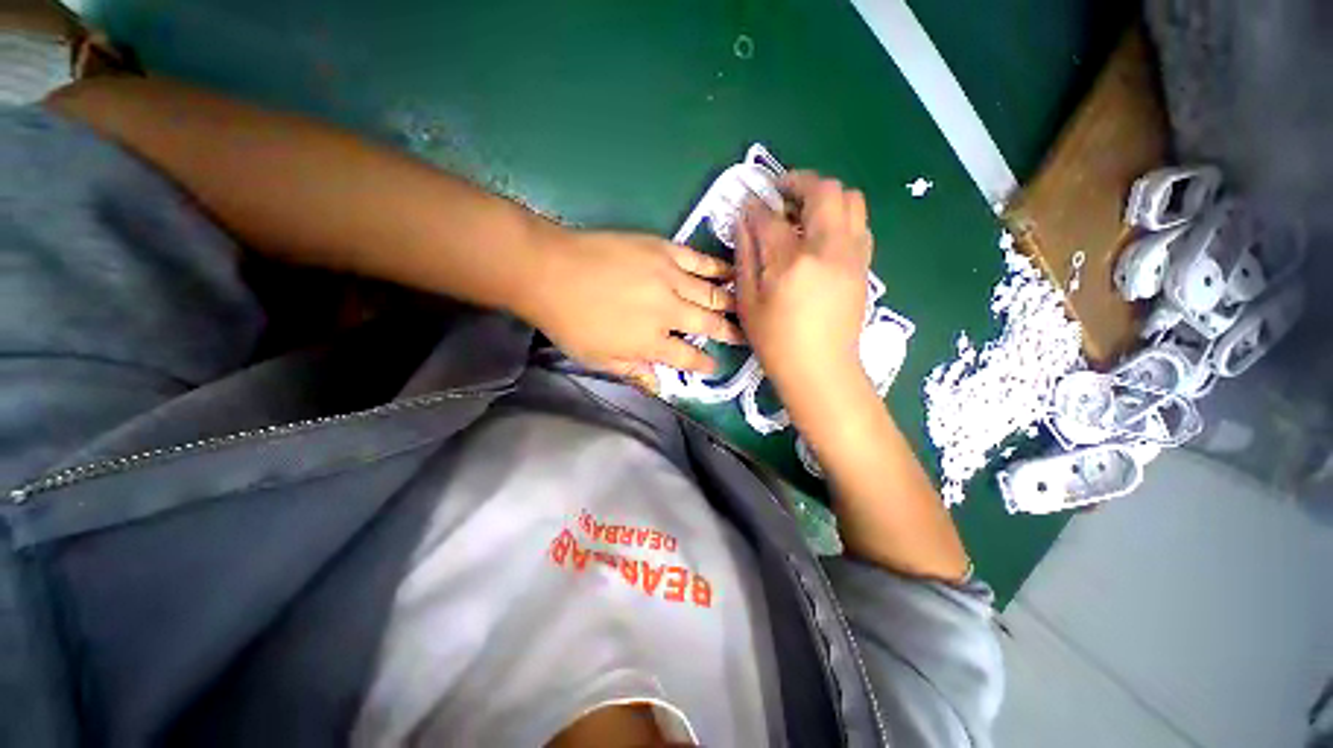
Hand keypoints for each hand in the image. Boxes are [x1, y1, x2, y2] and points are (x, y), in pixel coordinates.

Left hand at [521, 229, 742, 381]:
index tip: (715, 366)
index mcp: (651, 342)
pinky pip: (698, 260)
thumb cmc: (570, 321)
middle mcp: (668, 312)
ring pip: (711, 292)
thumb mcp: (598, 358)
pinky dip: (718, 267)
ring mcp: (669, 278)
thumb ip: (633, 372)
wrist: (550, 271)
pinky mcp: (663, 251)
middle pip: (708, 324)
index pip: (688, 357)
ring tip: (747, 306)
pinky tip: (732, 271)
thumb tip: (659, 387)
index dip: (704, 364)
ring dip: (732, 302)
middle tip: (744, 336)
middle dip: (729, 333)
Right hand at [736, 171, 873, 402]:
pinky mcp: (864, 265)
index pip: (771, 217)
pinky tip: (822, 236)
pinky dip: (841, 216)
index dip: (756, 207)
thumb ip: (745, 257)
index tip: (748, 205)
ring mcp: (852, 254)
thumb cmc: (776, 341)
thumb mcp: (748, 303)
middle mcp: (828, 248)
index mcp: (792, 262)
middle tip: (781, 194)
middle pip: (824, 190)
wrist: (820, 368)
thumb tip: (745, 222)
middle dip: (799, 182)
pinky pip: (859, 223)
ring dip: (825, 196)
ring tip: (803, 213)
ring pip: (851, 199)